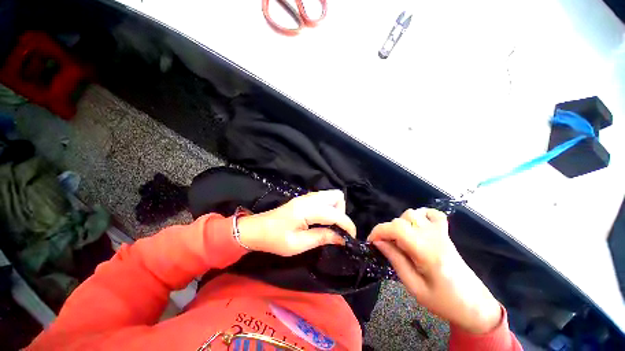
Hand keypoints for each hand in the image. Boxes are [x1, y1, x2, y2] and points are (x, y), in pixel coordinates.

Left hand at [236, 190, 356, 256]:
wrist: (256, 230)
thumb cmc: (275, 239)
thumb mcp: (298, 244)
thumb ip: (322, 237)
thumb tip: (342, 238)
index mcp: (307, 209)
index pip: (336, 213)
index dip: (347, 225)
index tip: (351, 238)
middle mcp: (309, 198)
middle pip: (337, 196)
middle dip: (342, 212)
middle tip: (336, 228)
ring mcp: (306, 197)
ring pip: (331, 195)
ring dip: (336, 209)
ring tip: (329, 225)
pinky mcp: (303, 199)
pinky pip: (323, 198)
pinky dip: (328, 207)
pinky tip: (321, 220)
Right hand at [368, 208, 502, 333]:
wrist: (475, 305)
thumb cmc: (443, 301)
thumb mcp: (414, 287)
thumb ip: (395, 260)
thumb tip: (378, 243)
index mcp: (426, 251)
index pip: (396, 228)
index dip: (379, 231)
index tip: (371, 242)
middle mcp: (433, 236)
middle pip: (402, 220)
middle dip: (387, 230)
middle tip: (387, 247)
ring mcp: (441, 233)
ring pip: (413, 213)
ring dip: (401, 224)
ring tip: (401, 240)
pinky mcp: (445, 233)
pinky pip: (432, 214)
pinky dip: (420, 215)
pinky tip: (417, 227)